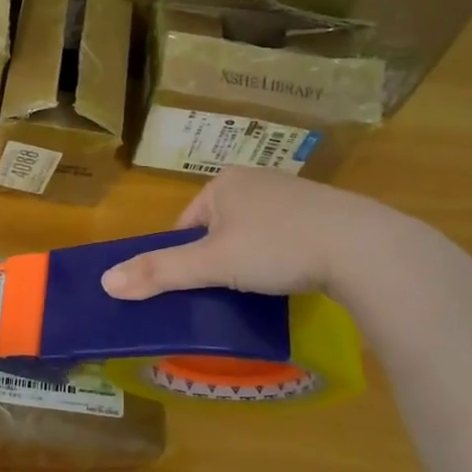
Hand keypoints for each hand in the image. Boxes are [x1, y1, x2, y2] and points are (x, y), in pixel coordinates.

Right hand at [100, 167, 396, 300]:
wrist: (367, 248)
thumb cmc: (278, 248)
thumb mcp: (212, 264)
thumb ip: (159, 272)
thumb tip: (104, 282)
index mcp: (223, 183)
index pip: (185, 224)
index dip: (186, 258)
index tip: (198, 287)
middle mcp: (256, 179)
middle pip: (218, 228)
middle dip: (219, 258)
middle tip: (229, 292)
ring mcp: (294, 192)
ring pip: (253, 232)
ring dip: (252, 258)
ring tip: (263, 287)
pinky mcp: (325, 211)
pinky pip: (287, 234)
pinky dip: (284, 255)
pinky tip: (295, 276)